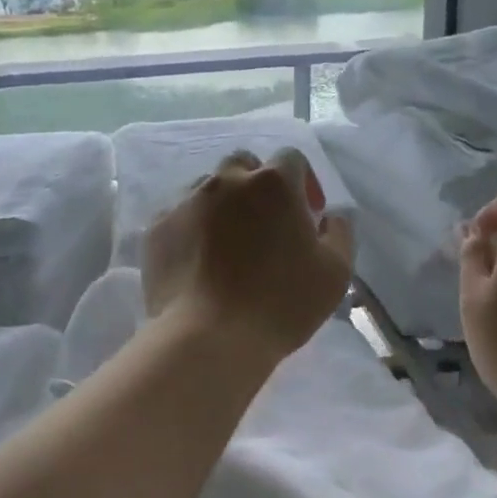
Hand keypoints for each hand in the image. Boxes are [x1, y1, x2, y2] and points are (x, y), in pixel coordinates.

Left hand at [143, 150, 354, 365]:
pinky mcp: (157, 228)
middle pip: (244, 165)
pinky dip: (192, 228)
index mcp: (274, 183)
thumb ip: (339, 233)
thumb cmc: (281, 304)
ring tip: (228, 244)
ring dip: (222, 205)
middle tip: (265, 225)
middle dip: (257, 185)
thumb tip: (329, 218)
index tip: (307, 216)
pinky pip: (179, 216)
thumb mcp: (335, 273)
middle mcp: (226, 180)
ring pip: (207, 188)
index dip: (303, 183)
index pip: (291, 159)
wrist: (209, 337)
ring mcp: (186, 201)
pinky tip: (198, 261)